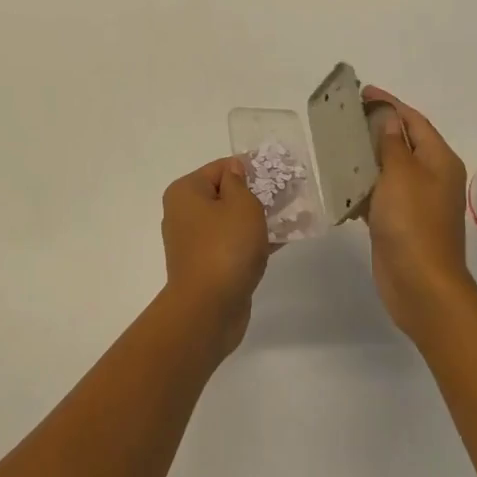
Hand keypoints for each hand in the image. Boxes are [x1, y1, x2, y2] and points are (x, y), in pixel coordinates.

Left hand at [160, 157, 270, 356]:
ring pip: (231, 222)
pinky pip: (233, 244)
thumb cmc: (225, 247)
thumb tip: (235, 170)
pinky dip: (253, 241)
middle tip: (289, 195)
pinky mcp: (207, 266)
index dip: (250, 168)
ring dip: (258, 219)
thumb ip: (241, 182)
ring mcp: (194, 242)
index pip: (221, 168)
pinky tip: (282, 241)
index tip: (279, 174)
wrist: (208, 309)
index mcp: (186, 192)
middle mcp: (184, 213)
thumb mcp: (241, 205)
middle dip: (257, 194)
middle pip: (225, 194)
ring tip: (292, 217)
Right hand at [362, 88, 476, 340]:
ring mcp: (417, 201)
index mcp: (439, 160)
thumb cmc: (412, 223)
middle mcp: (432, 176)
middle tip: (346, 114)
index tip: (363, 91)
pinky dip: (363, 184)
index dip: (390, 103)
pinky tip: (341, 181)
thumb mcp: (400, 174)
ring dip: (367, 155)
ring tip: (337, 142)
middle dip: (377, 126)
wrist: (421, 284)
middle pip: (403, 141)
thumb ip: (392, 143)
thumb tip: (389, 118)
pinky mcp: (400, 222)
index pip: (413, 121)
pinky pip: (380, 193)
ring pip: (390, 168)